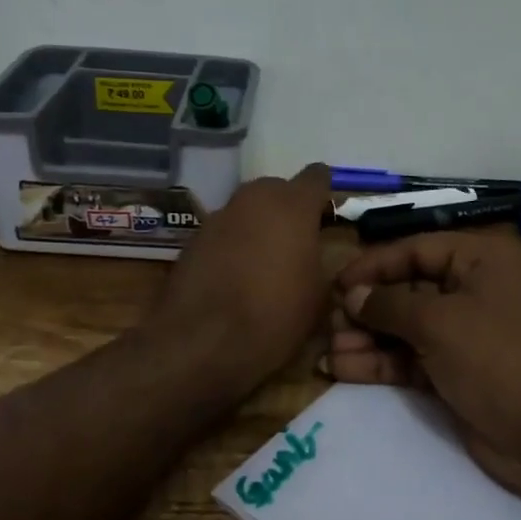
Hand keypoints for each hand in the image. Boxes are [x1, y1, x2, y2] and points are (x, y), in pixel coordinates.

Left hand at [143, 164, 333, 396]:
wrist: (201, 342)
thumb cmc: (274, 316)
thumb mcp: (318, 296)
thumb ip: (321, 262)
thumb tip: (314, 256)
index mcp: (293, 206)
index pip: (316, 177)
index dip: (324, 193)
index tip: (327, 215)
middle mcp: (254, 199)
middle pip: (277, 189)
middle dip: (288, 209)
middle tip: (297, 243)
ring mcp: (219, 216)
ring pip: (248, 209)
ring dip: (258, 226)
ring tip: (264, 263)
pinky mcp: (193, 238)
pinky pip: (224, 232)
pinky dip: (232, 245)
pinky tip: (235, 276)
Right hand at [324, 232, 520, 505]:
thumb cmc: (499, 359)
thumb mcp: (440, 323)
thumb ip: (389, 305)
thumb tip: (352, 295)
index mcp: (480, 261)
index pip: (415, 250)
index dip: (373, 266)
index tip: (335, 285)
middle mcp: (472, 290)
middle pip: (407, 289)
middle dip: (366, 308)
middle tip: (327, 324)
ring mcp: (464, 334)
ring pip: (404, 328)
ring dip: (366, 338)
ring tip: (326, 351)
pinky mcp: (456, 372)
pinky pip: (409, 359)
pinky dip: (379, 364)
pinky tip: (340, 369)